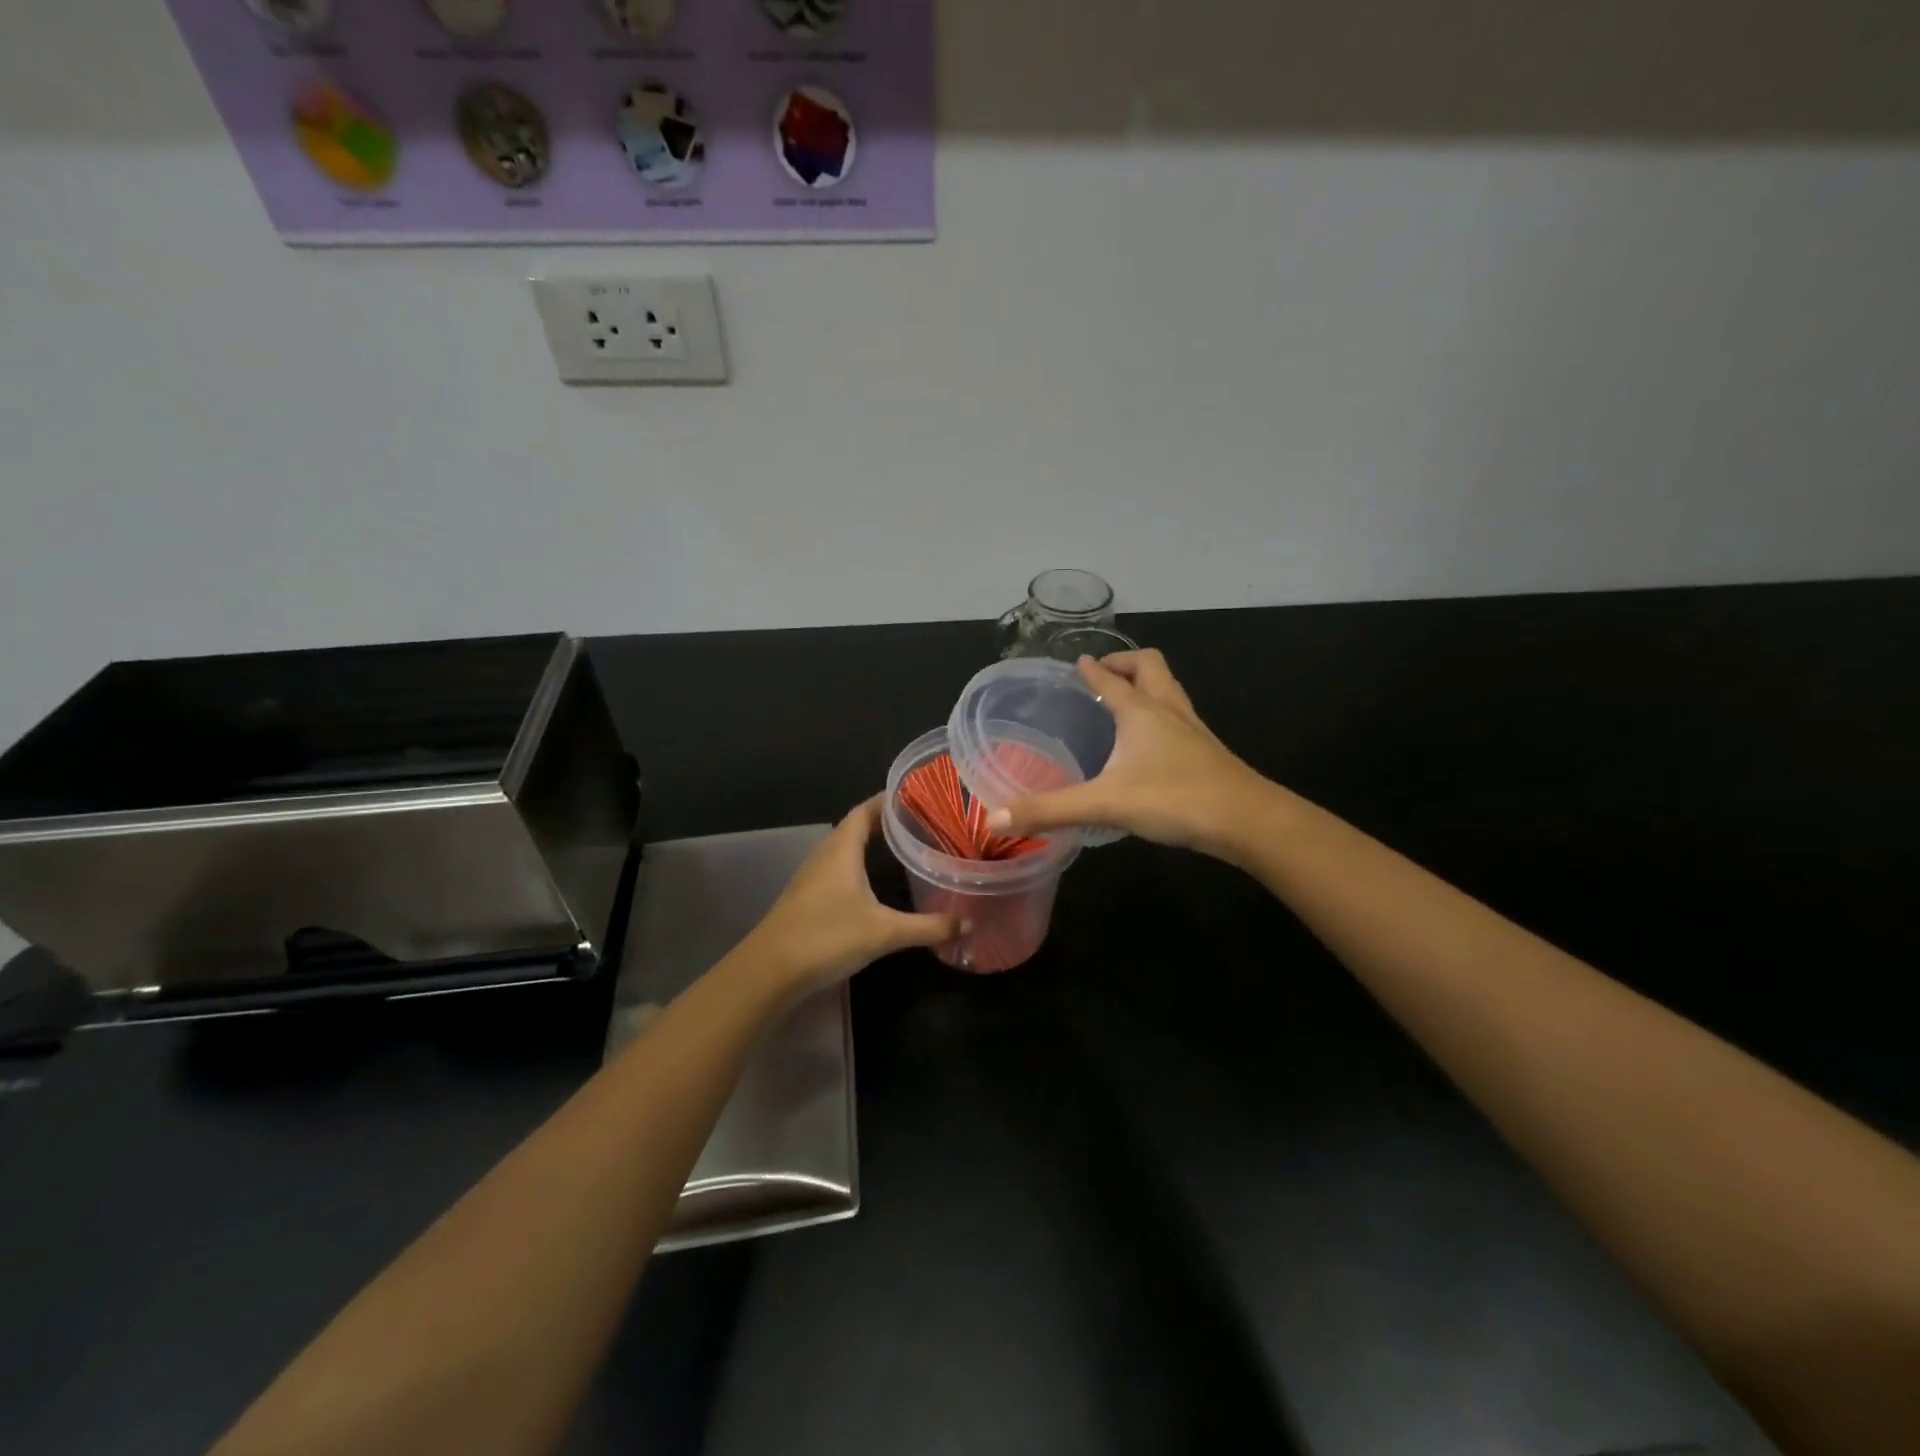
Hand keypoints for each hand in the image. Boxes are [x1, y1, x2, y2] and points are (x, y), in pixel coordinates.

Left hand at [738, 797, 959, 993]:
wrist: (770, 971)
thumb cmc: (827, 937)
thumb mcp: (885, 932)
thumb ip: (928, 927)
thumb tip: (968, 924)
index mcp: (842, 849)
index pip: (865, 810)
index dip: (888, 800)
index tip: (917, 796)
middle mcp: (825, 855)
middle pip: (855, 827)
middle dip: (885, 822)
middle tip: (919, 823)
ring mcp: (812, 877)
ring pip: (844, 849)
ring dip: (869, 844)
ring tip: (902, 847)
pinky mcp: (806, 898)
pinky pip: (837, 869)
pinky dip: (858, 866)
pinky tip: (873, 883)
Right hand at [986, 649, 1272, 856]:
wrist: (1248, 821)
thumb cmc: (1174, 799)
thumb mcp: (1104, 804)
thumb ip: (1049, 811)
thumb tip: (995, 818)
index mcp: (1141, 711)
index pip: (1112, 680)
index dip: (1094, 670)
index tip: (1080, 662)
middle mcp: (1169, 711)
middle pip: (1151, 667)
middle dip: (1127, 663)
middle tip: (1105, 675)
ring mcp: (1193, 730)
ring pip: (1171, 690)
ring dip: (1147, 686)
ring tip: (1126, 701)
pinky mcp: (1208, 753)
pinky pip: (1181, 718)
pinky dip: (1162, 715)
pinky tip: (1152, 745)